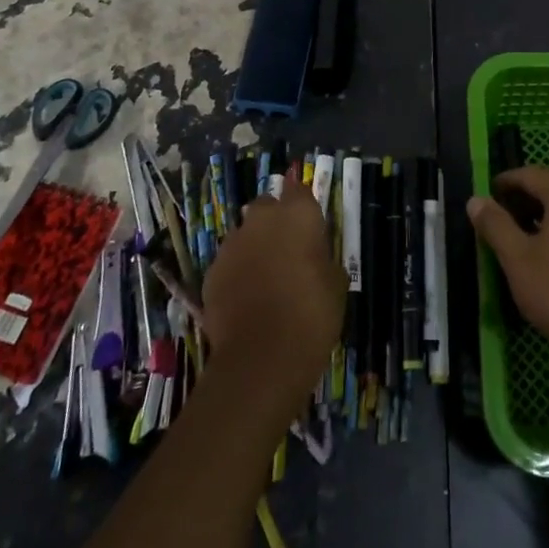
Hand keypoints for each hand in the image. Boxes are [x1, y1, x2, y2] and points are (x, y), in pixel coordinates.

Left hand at [200, 177, 346, 414]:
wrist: (261, 357)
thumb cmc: (311, 314)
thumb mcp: (336, 283)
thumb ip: (323, 257)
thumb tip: (314, 255)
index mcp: (298, 214)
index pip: (301, 190)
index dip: (305, 206)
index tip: (311, 225)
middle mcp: (262, 219)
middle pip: (268, 206)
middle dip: (276, 221)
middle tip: (289, 249)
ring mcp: (232, 243)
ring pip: (245, 234)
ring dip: (255, 246)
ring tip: (267, 277)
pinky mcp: (211, 271)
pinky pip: (229, 262)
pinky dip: (238, 272)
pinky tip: (247, 298)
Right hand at [468, 165, 548, 369]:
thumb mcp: (518, 260)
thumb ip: (495, 226)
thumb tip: (476, 200)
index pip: (528, 174)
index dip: (504, 182)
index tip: (485, 196)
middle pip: (548, 190)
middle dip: (520, 202)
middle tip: (496, 222)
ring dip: (538, 220)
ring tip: (516, 243)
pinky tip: (546, 262)